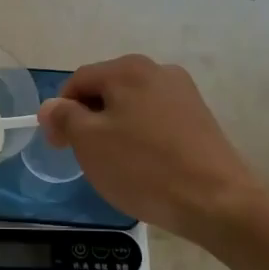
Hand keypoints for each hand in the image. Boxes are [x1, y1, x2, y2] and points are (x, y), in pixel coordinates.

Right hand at [39, 55, 260, 240]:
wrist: (217, 201)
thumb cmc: (143, 167)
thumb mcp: (89, 142)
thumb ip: (64, 117)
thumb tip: (51, 106)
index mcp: (127, 68)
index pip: (78, 81)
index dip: (60, 112)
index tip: (59, 146)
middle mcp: (158, 70)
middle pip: (107, 90)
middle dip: (90, 120)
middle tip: (86, 158)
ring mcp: (184, 93)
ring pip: (132, 107)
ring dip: (116, 130)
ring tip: (118, 165)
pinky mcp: (200, 118)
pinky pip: (157, 121)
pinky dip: (143, 138)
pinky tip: (147, 167)